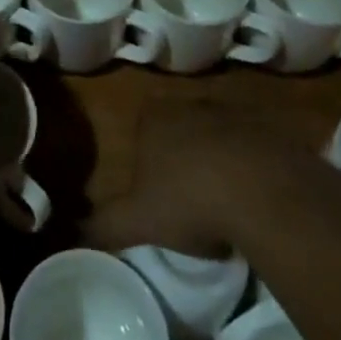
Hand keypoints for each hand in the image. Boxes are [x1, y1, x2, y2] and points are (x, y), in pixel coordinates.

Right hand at [85, 101, 320, 255]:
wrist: (266, 192)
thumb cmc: (189, 200)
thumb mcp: (139, 221)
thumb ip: (103, 225)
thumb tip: (68, 235)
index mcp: (154, 117)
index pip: (142, 128)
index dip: (146, 160)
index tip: (154, 193)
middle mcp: (191, 103)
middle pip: (181, 128)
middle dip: (183, 156)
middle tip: (189, 199)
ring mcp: (234, 112)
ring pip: (220, 134)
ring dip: (221, 159)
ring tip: (226, 202)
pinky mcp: (272, 127)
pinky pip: (258, 146)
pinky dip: (256, 166)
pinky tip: (259, 198)